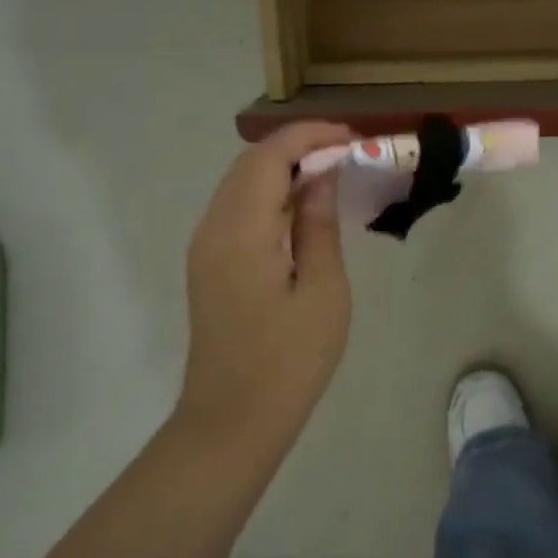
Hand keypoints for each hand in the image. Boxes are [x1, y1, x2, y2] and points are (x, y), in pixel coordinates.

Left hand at [179, 121, 354, 452]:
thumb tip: (321, 174)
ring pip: (240, 182)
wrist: (232, 421)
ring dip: (282, 167)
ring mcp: (205, 245)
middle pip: (250, 162)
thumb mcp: (323, 290)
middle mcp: (213, 226)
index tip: (352, 139)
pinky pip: (236, 207)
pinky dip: (268, 192)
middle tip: (346, 154)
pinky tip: (300, 209)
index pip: (270, 155)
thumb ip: (318, 223)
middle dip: (297, 146)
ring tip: (330, 174)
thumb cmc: (289, 360)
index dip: (310, 136)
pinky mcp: (208, 262)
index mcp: (242, 229)